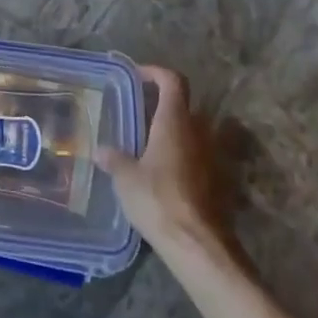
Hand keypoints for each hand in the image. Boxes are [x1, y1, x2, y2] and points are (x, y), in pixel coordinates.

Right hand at [97, 66, 233, 257]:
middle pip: (184, 104)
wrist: (196, 244)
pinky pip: (197, 155)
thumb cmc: (157, 199)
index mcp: (174, 121)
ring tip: (148, 143)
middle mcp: (197, 131)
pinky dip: (182, 155)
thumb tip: (101, 151)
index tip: (137, 77)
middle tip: (138, 112)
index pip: (172, 81)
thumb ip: (114, 159)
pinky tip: (162, 171)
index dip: (155, 73)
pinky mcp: (217, 180)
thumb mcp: (125, 178)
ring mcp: (211, 155)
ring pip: (192, 130)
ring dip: (173, 130)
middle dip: (162, 104)